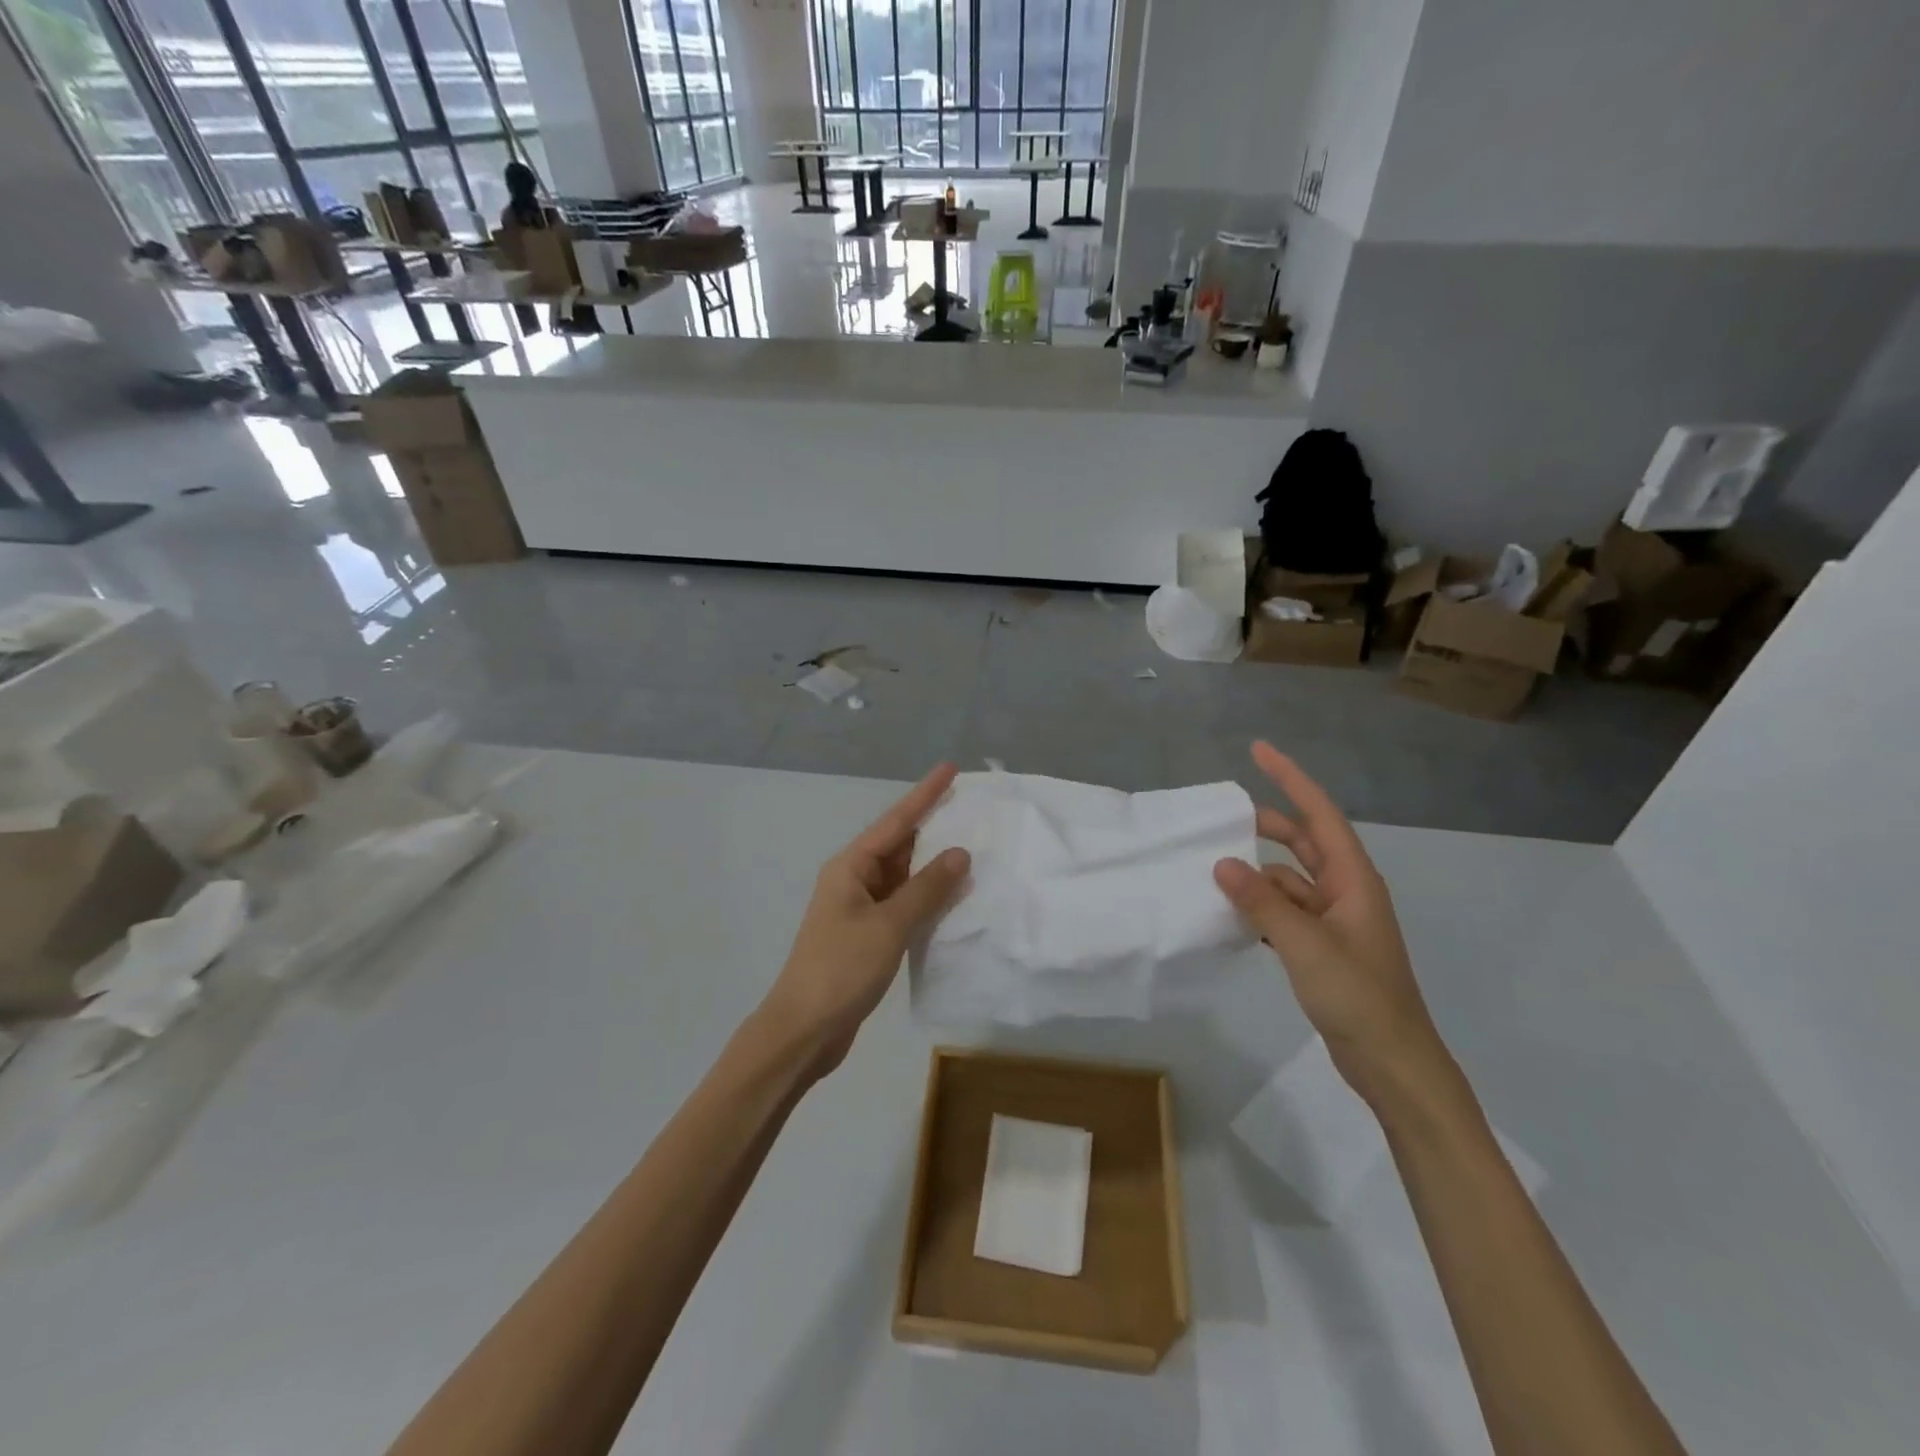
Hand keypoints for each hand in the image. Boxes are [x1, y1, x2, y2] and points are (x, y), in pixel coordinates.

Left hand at [756, 764, 970, 1080]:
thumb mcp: (888, 926)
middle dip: (932, 826)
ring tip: (971, 845)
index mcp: (851, 867)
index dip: (925, 794)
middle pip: (898, 844)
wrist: (803, 1031)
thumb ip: (926, 889)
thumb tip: (959, 853)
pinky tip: (952, 896)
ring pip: (902, 875)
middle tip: (970, 808)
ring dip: (932, 864)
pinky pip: (902, 904)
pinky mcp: (867, 935)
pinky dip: (926, 897)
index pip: (896, 821)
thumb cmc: (841, 970)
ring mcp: (859, 909)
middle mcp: (854, 880)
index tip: (950, 769)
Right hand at [1213, 742, 1455, 1113]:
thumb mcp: (1306, 945)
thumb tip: (1222, 862)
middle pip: (1302, 842)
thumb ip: (1262, 903)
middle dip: (1264, 826)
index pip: (1319, 814)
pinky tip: (1230, 914)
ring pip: (1288, 881)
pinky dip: (1259, 907)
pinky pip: (1283, 912)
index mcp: (1353, 880)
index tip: (1258, 751)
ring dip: (1256, 875)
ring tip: (1212, 873)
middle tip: (1220, 819)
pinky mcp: (1322, 948)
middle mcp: (1345, 892)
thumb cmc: (1359, 997)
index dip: (1290, 779)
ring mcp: (1334, 921)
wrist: (1393, 1063)